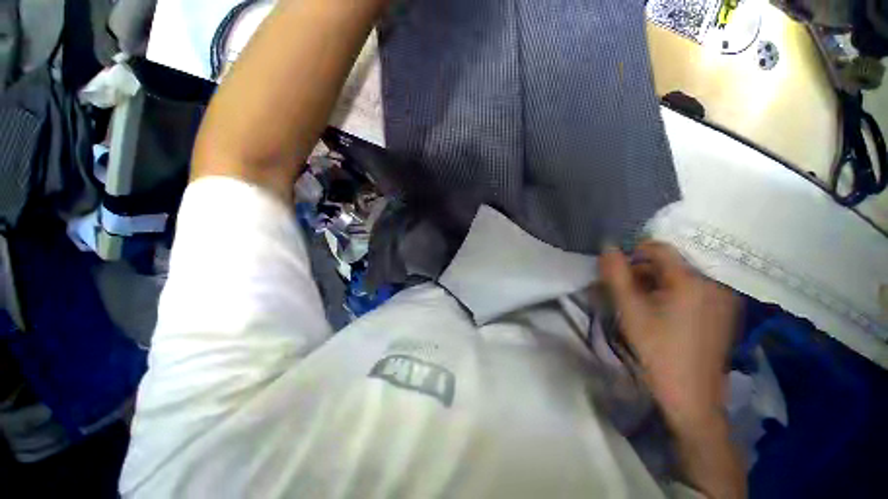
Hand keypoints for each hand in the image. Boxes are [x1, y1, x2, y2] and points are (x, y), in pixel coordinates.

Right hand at [599, 241, 740, 429]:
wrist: (691, 395)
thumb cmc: (657, 349)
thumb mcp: (630, 309)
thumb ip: (616, 274)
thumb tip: (608, 248)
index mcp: (692, 281)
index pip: (659, 248)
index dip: (633, 253)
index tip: (617, 271)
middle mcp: (714, 283)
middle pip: (671, 264)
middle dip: (644, 272)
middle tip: (626, 293)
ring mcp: (724, 298)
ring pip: (682, 277)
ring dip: (657, 284)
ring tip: (642, 305)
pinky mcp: (725, 312)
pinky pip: (695, 290)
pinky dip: (674, 294)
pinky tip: (664, 315)